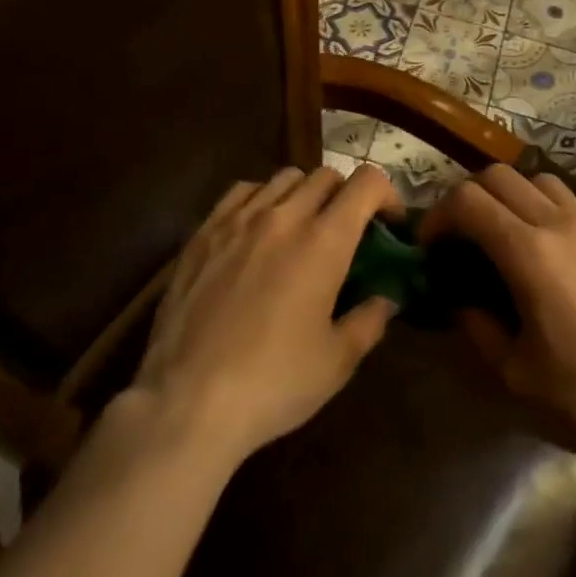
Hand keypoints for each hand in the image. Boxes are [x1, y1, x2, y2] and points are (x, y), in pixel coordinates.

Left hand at [129, 165, 399, 466]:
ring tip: (301, 228)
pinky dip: (261, 198)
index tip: (388, 224)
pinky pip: (241, 191)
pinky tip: (257, 229)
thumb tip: (386, 299)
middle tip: (346, 232)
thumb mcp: (337, 362)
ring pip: (284, 177)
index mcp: (324, 241)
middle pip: (326, 176)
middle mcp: (284, 216)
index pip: (366, 183)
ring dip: (304, 194)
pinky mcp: (204, 231)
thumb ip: (370, 321)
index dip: (386, 195)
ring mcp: (239, 219)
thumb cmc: (273, 383)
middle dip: (346, 196)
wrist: (188, 400)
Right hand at [421, 165, 575, 469]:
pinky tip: (536, 244)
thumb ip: (477, 328)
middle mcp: (558, 224)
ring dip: (505, 193)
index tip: (428, 247)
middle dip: (465, 197)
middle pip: (497, 175)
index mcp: (529, 254)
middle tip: (456, 237)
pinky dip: (536, 202)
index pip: (468, 201)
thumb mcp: (513, 375)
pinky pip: (563, 196)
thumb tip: (460, 301)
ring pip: (533, 177)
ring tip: (497, 232)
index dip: (438, 216)